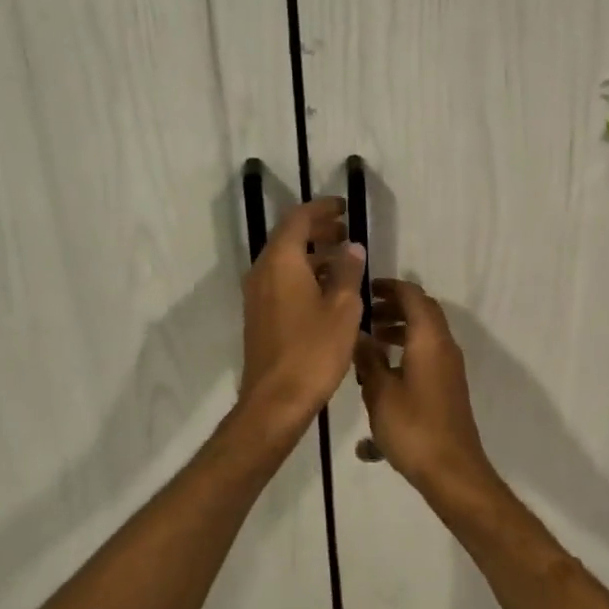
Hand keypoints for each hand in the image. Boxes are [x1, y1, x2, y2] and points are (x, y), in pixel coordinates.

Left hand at [238, 198, 366, 447]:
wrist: (276, 400)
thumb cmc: (314, 350)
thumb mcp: (342, 308)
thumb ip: (347, 272)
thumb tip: (351, 247)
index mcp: (281, 261)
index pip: (298, 218)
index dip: (322, 209)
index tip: (344, 208)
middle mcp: (263, 270)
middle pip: (288, 236)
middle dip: (317, 229)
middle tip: (346, 231)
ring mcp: (257, 294)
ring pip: (284, 259)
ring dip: (311, 252)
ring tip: (343, 258)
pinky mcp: (259, 314)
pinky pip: (280, 279)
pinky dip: (303, 272)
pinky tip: (326, 288)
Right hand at [353, 279, 495, 497]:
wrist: (452, 471)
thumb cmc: (413, 428)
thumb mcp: (380, 392)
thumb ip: (368, 359)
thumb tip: (358, 334)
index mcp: (429, 339)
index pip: (413, 296)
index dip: (390, 287)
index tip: (365, 289)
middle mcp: (444, 346)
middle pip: (422, 311)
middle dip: (393, 306)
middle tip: (364, 314)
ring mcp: (448, 368)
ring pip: (425, 334)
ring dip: (399, 329)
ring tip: (369, 341)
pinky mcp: (447, 387)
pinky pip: (427, 354)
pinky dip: (407, 349)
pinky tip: (382, 372)